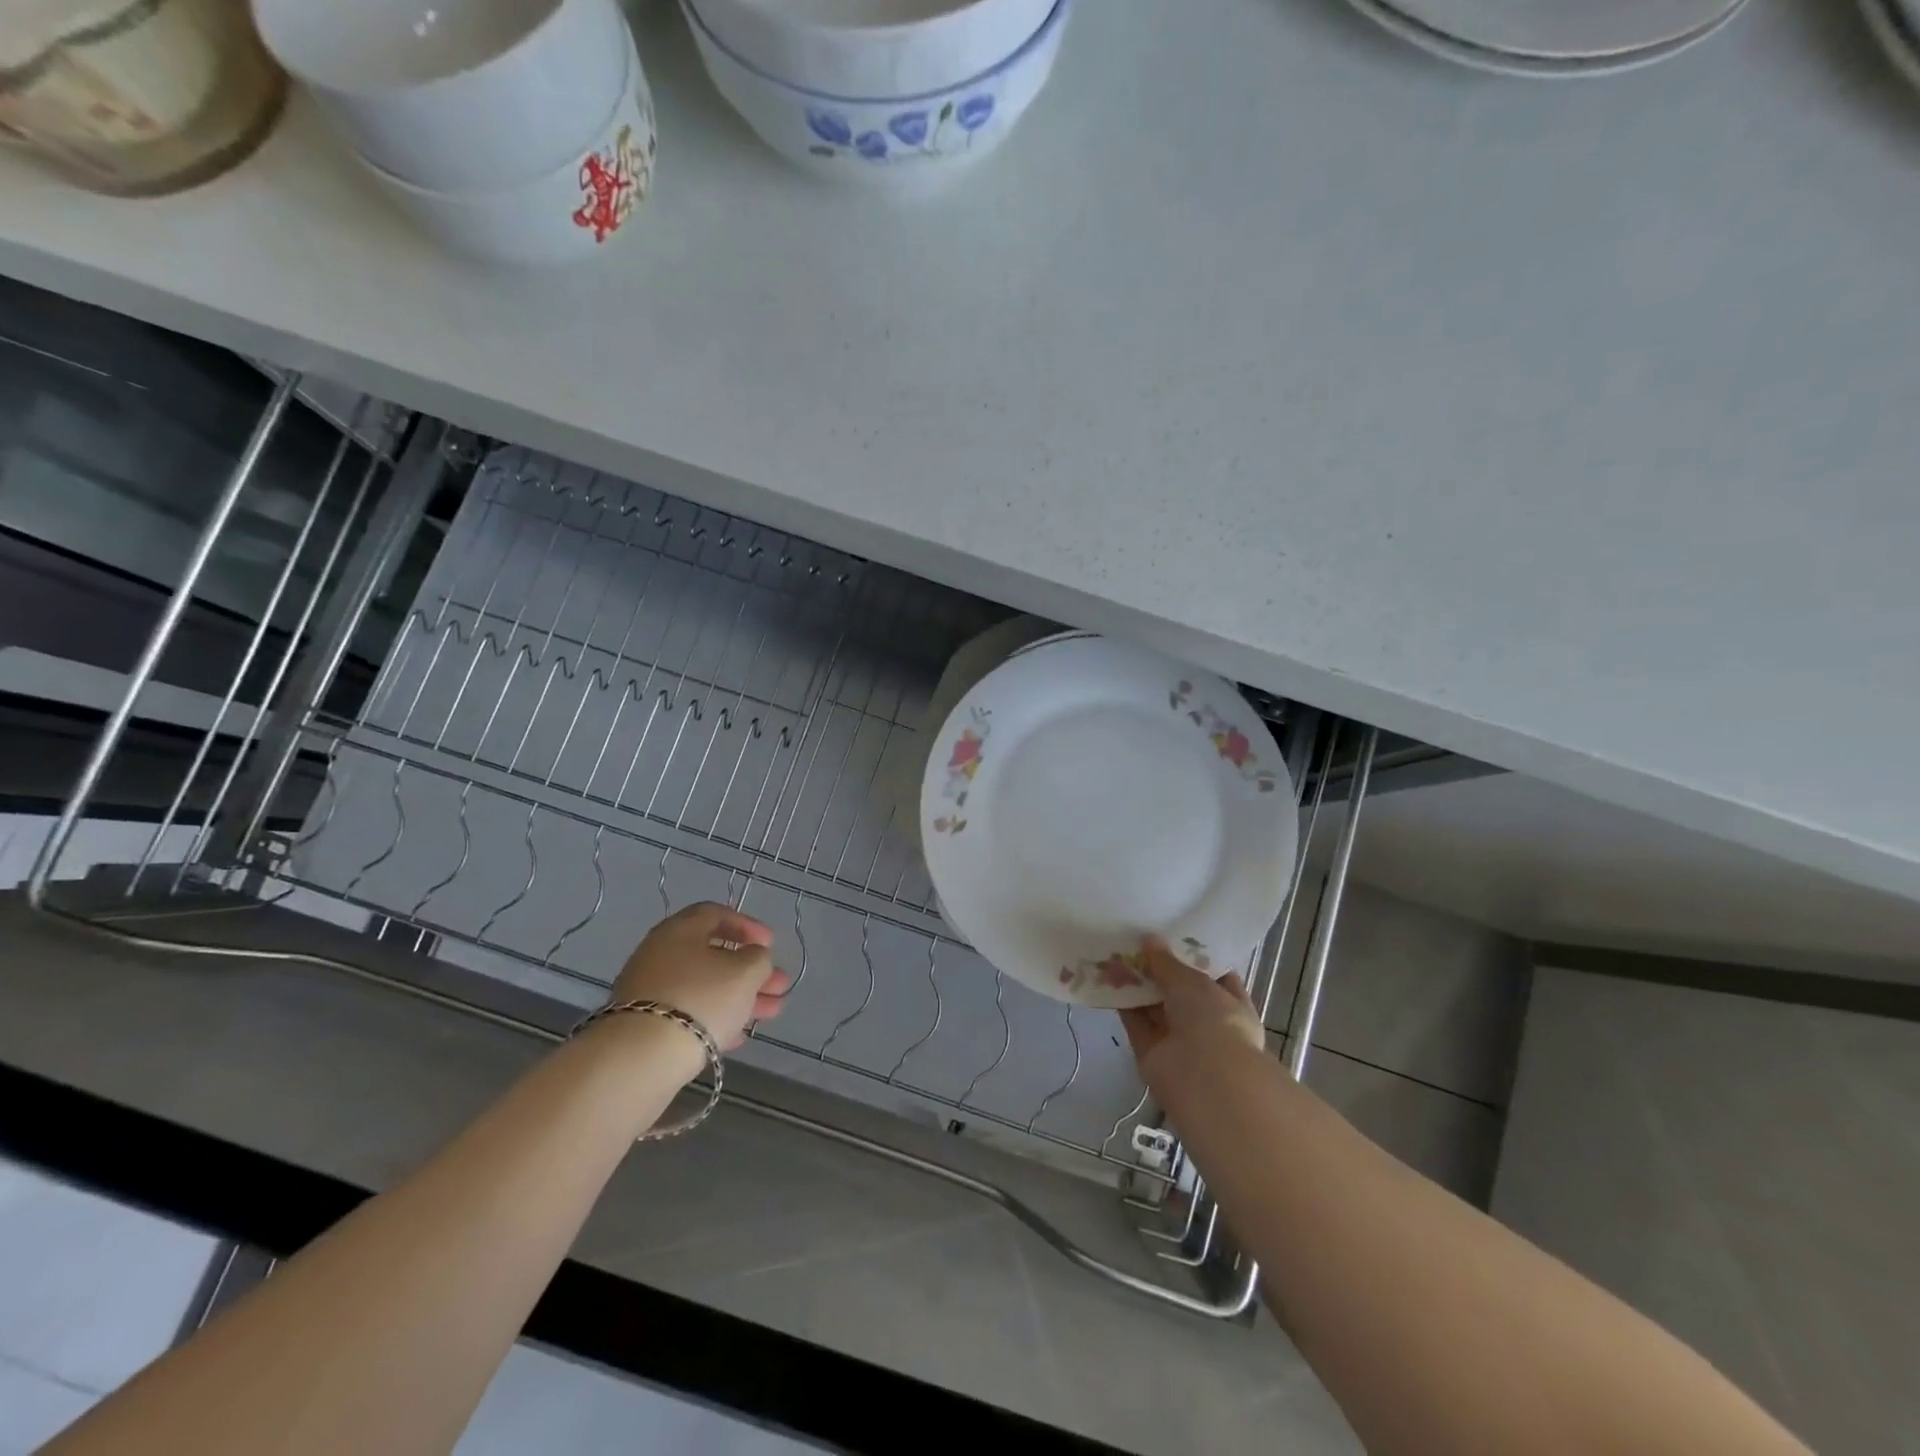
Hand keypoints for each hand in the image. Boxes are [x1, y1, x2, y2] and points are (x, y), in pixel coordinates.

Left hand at [607, 902, 791, 1059]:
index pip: (716, 914)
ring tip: (771, 1013)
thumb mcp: (745, 972)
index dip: (748, 926)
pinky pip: (687, 1013)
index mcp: (679, 930)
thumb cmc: (701, 999)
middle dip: (751, 970)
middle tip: (779, 985)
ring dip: (739, 997)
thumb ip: (758, 958)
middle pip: (713, 955)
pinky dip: (714, 1018)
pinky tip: (737, 1036)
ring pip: (703, 987)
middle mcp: (659, 954)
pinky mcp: (643, 1025)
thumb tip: (753, 957)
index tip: (771, 944)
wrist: (641, 1058)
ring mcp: (648, 990)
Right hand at [1119, 936, 1265, 1085]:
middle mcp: (1207, 1023)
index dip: (1195, 958)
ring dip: (1137, 984)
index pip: (1216, 978)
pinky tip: (1106, 976)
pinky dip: (1122, 1002)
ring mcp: (1178, 1039)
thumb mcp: (1193, 982)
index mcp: (1231, 1006)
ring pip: (1154, 1006)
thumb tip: (1149, 939)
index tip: (1173, 937)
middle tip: (1136, 941)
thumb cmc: (1214, 1021)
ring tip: (1115, 952)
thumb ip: (1168, 962)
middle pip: (1179, 992)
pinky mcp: (1151, 1051)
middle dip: (1160, 970)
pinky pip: (1135, 1022)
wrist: (1203, 1079)